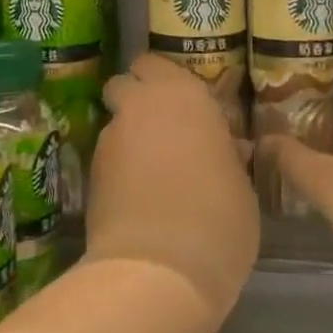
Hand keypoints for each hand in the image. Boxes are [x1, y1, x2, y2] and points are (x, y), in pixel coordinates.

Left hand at [89, 55, 259, 321]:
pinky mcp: (90, 175)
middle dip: (135, 98)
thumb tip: (228, 148)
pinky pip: (106, 159)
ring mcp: (109, 140)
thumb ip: (227, 155)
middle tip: (161, 128)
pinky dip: (118, 170)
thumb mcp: (241, 185)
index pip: (155, 62)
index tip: (180, 101)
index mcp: (183, 95)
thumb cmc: (218, 219)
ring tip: (151, 174)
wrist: (159, 270)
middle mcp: (140, 106)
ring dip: (129, 138)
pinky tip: (136, 199)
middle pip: (123, 83)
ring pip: (114, 123)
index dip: (162, 78)